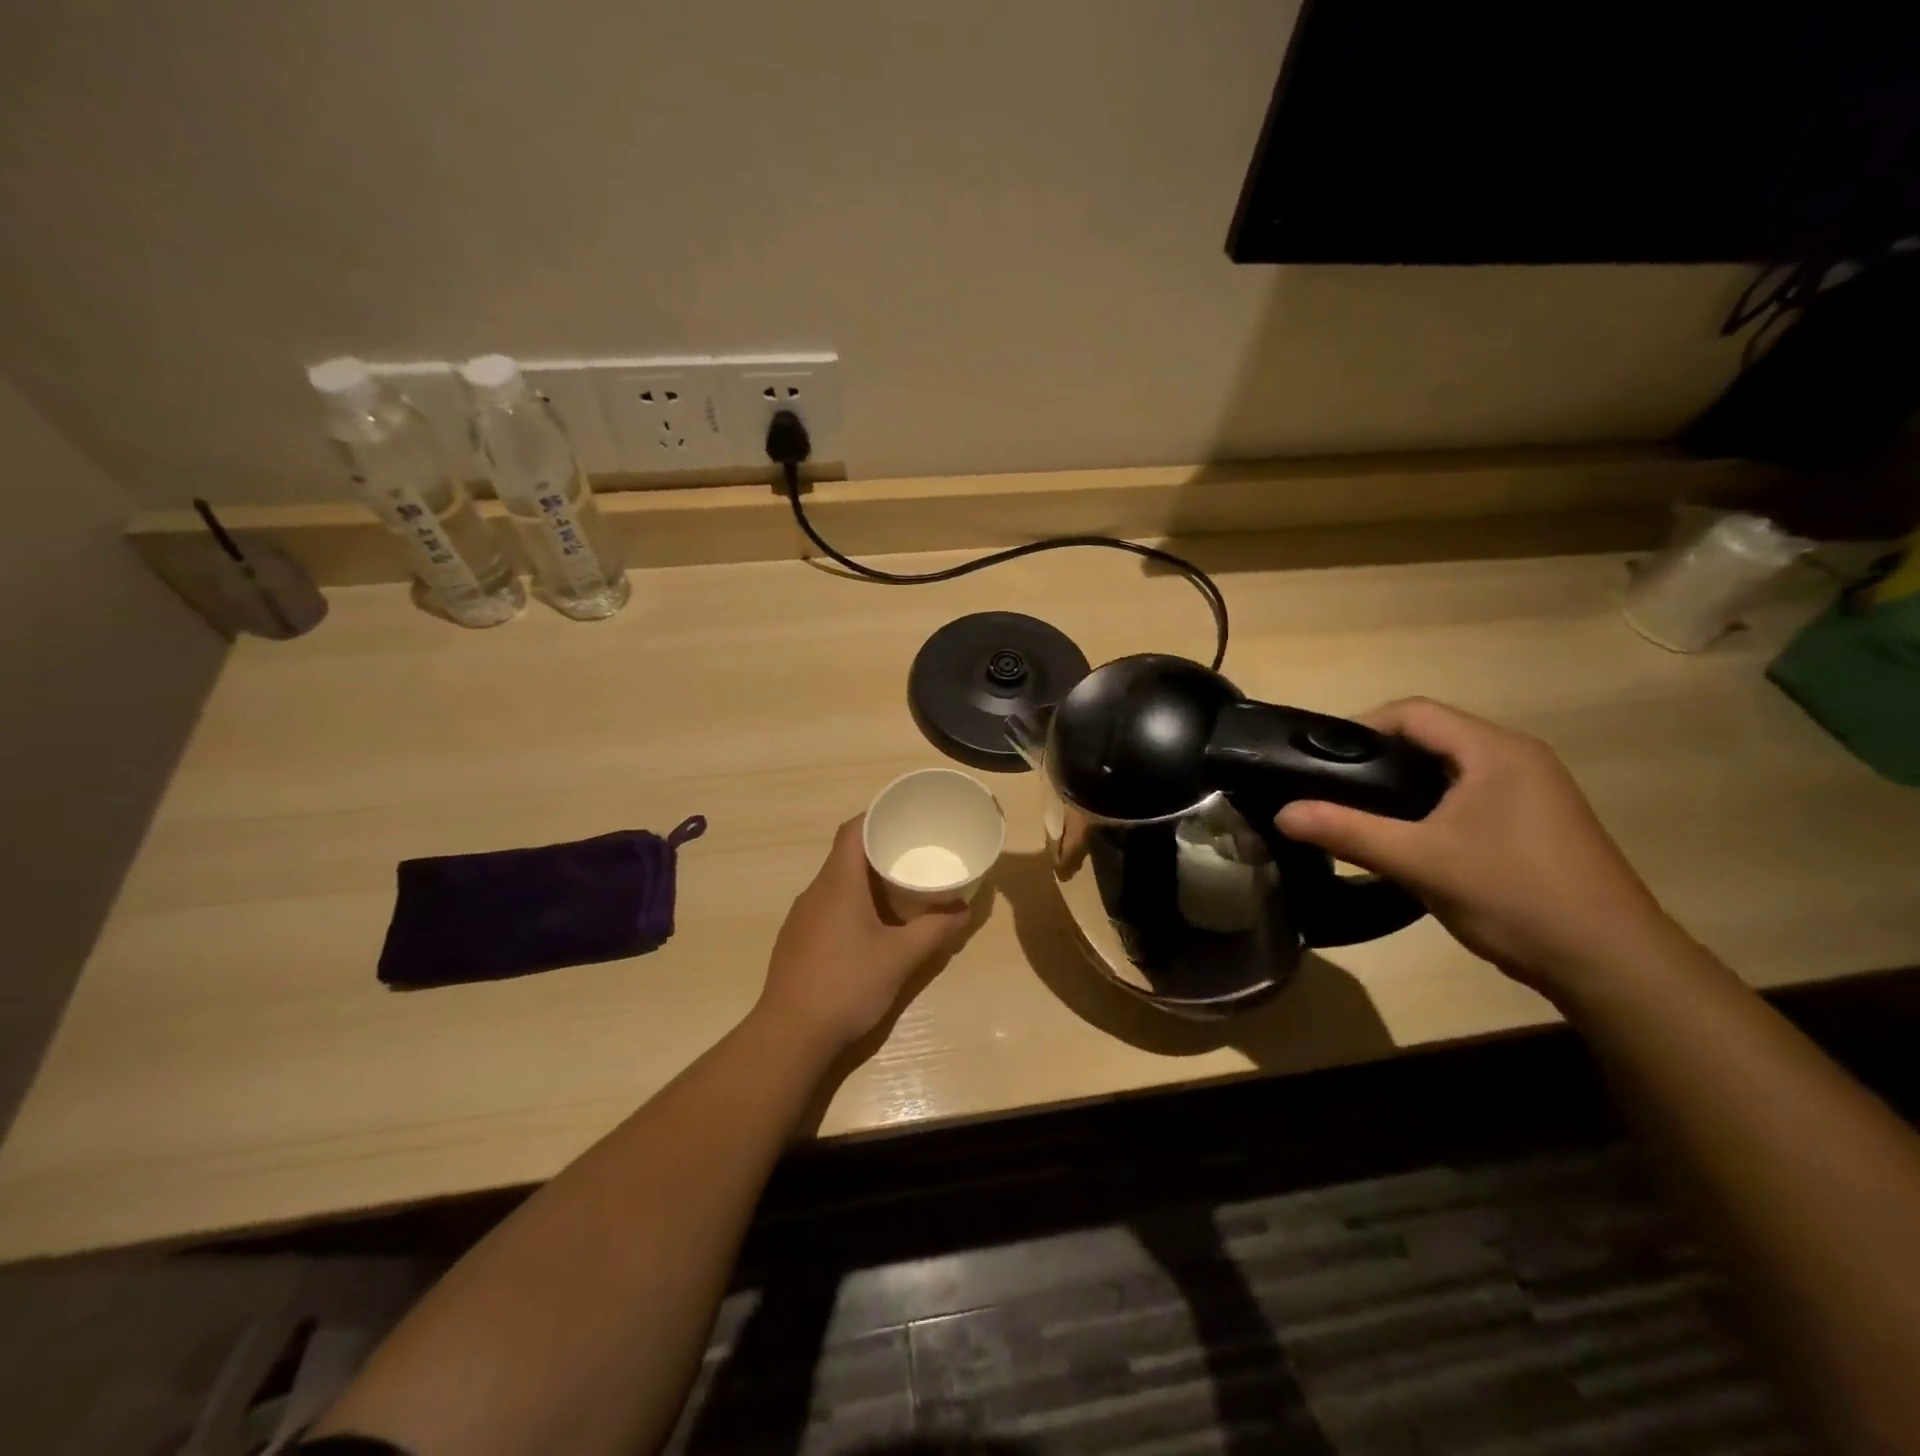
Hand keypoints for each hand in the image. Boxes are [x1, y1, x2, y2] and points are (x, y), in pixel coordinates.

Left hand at [757, 816, 971, 1049]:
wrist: (790, 1035)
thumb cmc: (847, 985)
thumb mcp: (900, 958)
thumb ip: (935, 931)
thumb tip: (964, 910)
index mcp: (838, 883)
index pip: (853, 830)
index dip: (877, 816)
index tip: (906, 818)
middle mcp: (816, 891)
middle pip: (846, 854)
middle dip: (880, 850)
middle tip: (915, 854)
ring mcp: (802, 917)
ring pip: (837, 882)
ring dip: (866, 880)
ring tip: (900, 888)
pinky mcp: (798, 940)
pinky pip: (828, 906)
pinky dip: (853, 903)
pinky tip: (872, 927)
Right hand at [1275, 699, 1684, 1000]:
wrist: (1611, 963)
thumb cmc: (1514, 895)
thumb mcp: (1419, 861)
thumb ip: (1347, 831)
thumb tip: (1282, 813)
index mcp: (1496, 751)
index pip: (1414, 713)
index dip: (1360, 727)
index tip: (1318, 759)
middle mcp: (1518, 758)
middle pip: (1431, 737)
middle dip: (1376, 757)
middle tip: (1329, 787)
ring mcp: (1532, 791)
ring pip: (1448, 769)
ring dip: (1401, 784)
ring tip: (1357, 811)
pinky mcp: (1535, 822)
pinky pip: (1468, 795)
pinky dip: (1428, 805)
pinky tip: (1407, 837)